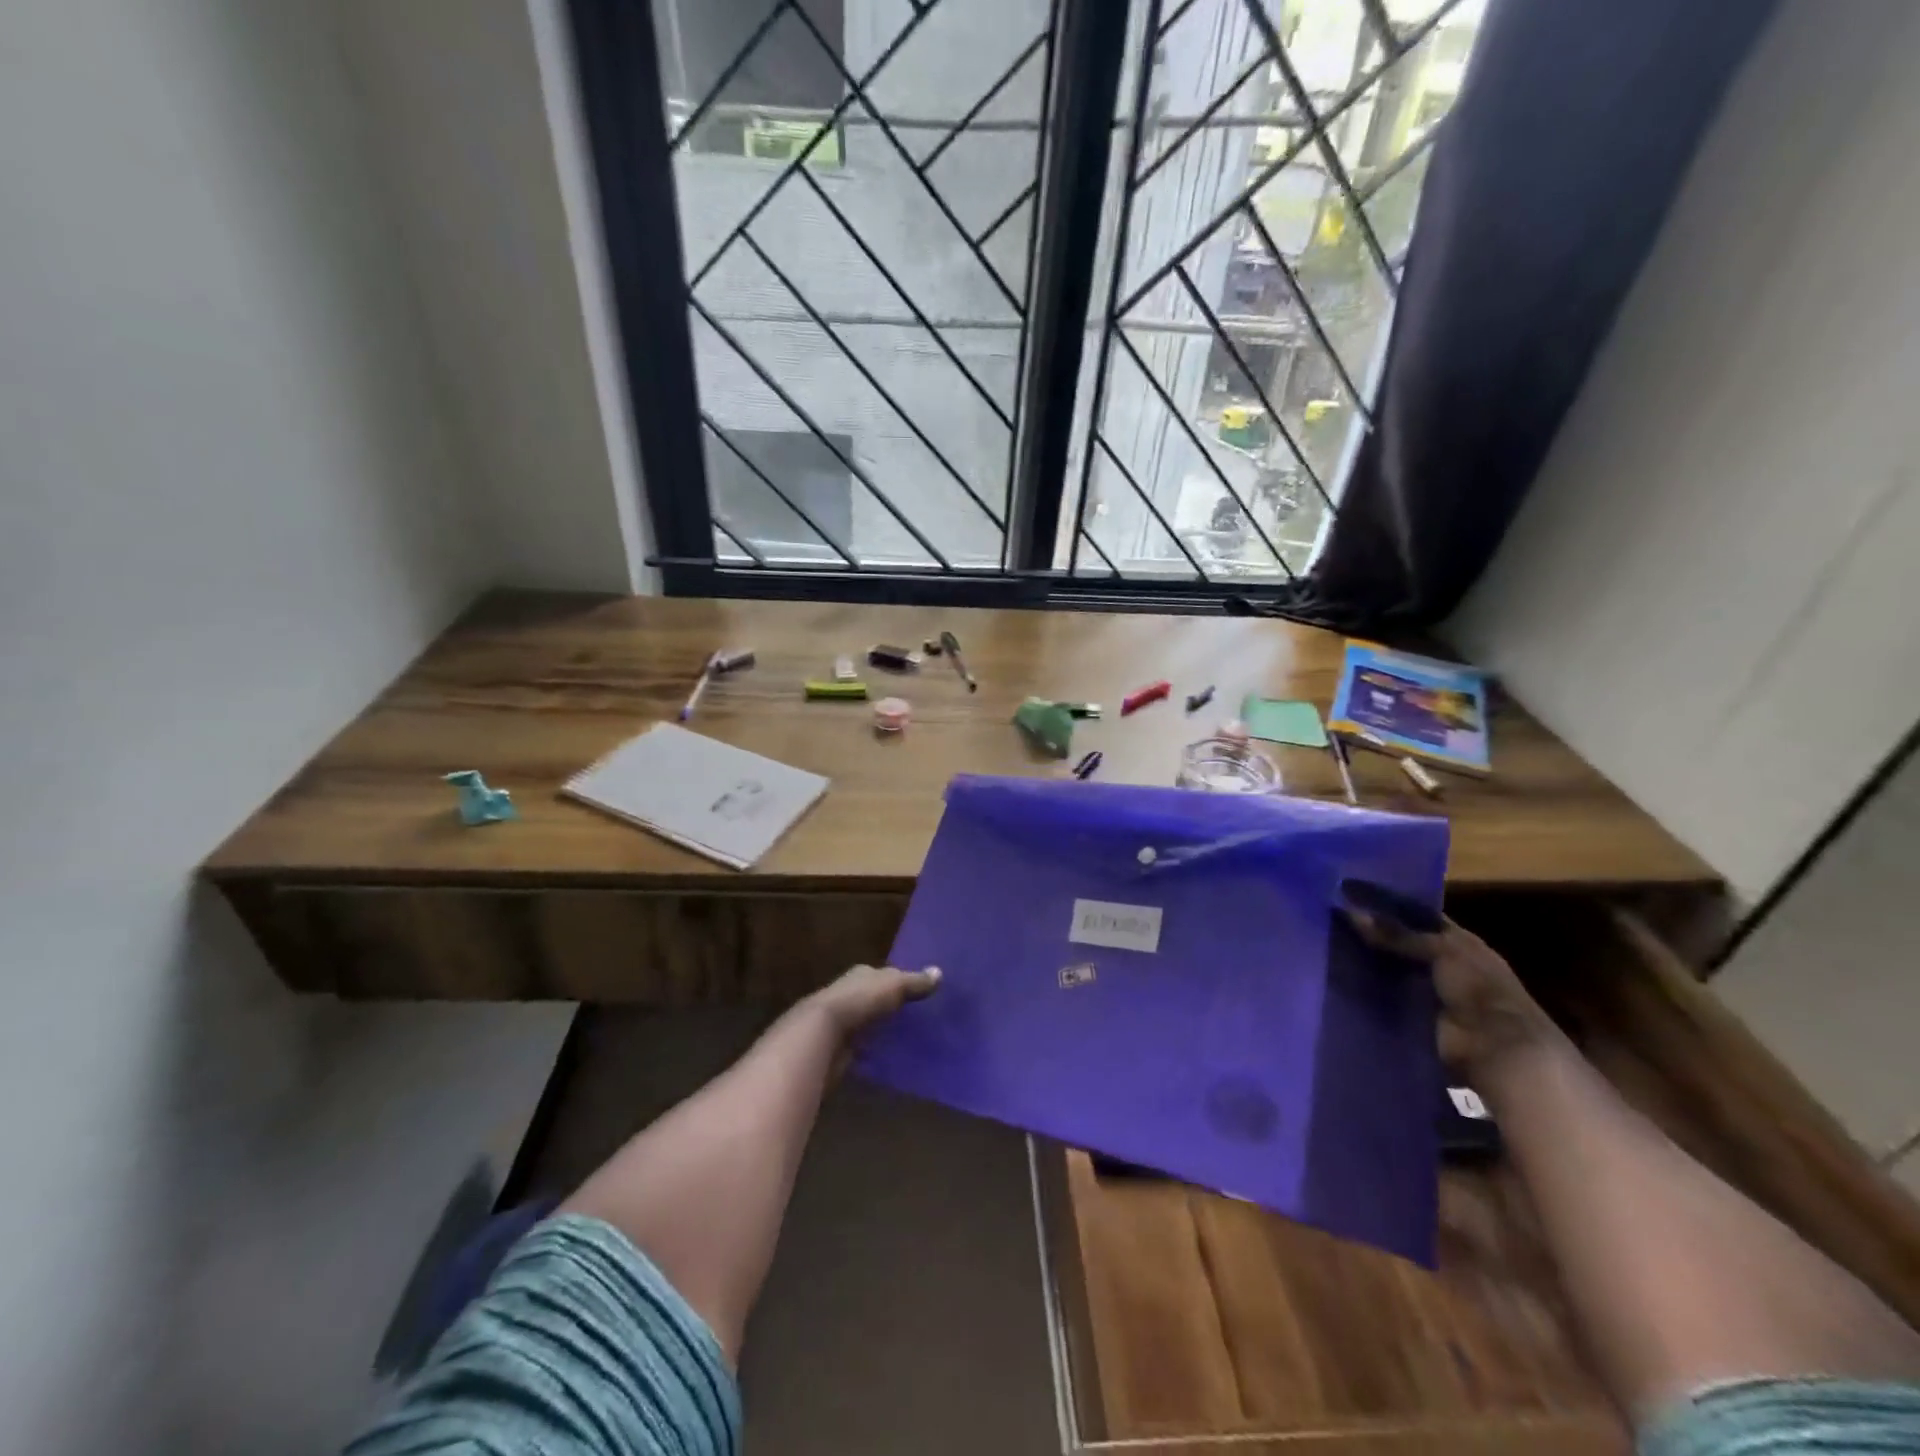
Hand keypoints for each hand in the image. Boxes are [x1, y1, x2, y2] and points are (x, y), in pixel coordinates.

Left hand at [806, 963, 941, 1042]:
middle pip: (875, 998)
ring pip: (868, 1022)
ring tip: (908, 1037)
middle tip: (918, 1016)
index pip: (883, 975)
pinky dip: (873, 1049)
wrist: (822, 1035)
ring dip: (882, 1028)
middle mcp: (849, 993)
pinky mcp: (839, 1047)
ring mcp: (842, 1021)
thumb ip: (915, 982)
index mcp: (861, 974)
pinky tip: (889, 1055)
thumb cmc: (859, 1001)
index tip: (920, 992)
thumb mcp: (893, 986)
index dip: (900, 981)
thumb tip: (939, 972)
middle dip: (891, 1006)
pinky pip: (862, 1046)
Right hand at [1344, 912, 1559, 1076]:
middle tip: (1334, 922)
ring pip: (1391, 970)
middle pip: (1402, 944)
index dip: (1392, 908)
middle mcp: (1445, 964)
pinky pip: (1385, 997)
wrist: (1493, 1047)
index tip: (1354, 898)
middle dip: (1373, 936)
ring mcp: (1429, 991)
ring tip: (1328, 947)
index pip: (1421, 918)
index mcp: (1460, 942)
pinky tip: (1338, 977)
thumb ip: (1398, 933)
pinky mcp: (1414, 1015)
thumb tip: (1351, 912)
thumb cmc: (1478, 987)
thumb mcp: (1441, 950)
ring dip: (1368, 964)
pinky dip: (1367, 990)